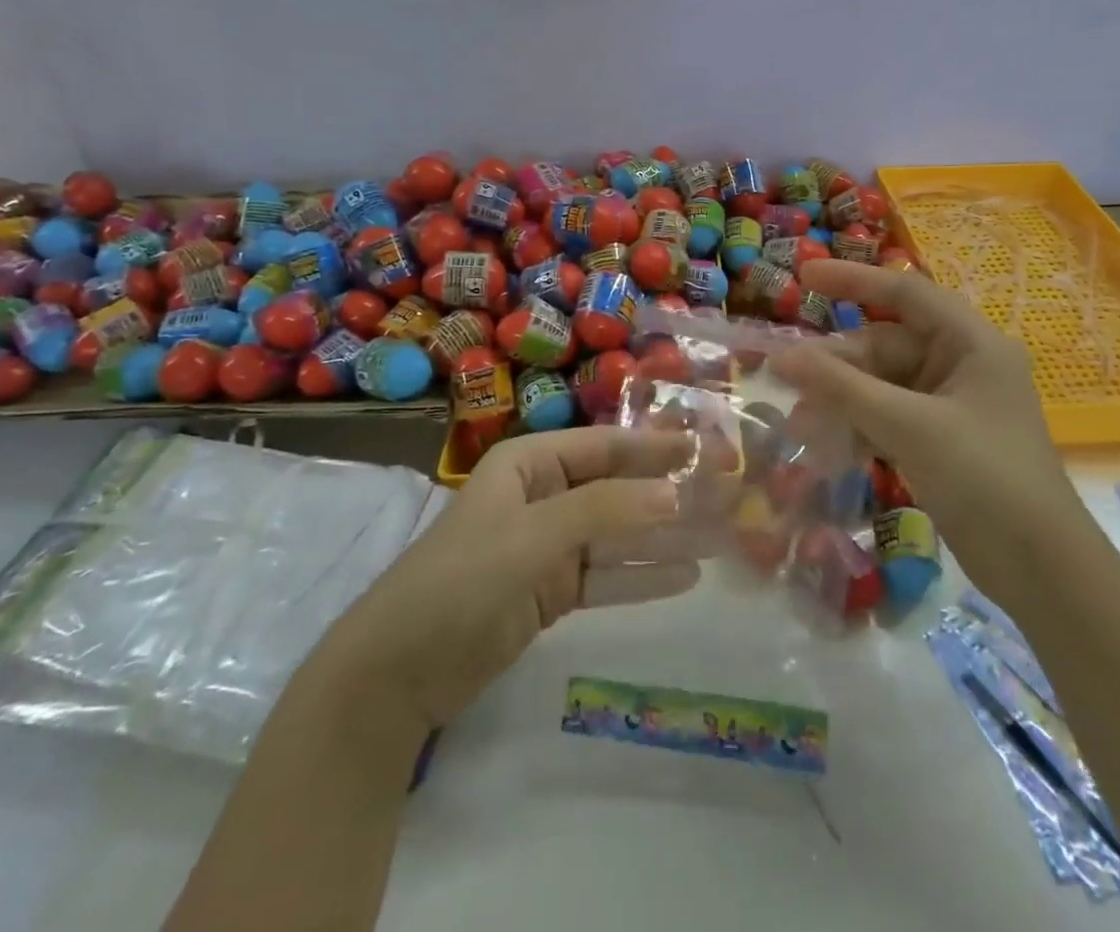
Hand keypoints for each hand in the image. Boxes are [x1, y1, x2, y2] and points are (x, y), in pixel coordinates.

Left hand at [322, 426, 700, 734]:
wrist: (395, 674)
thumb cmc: (461, 582)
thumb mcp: (532, 537)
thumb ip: (604, 511)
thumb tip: (673, 492)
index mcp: (528, 464)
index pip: (603, 446)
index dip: (653, 445)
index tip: (703, 447)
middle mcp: (541, 497)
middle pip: (615, 488)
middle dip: (666, 490)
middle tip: (724, 491)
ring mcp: (546, 547)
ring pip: (616, 534)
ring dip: (663, 536)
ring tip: (718, 535)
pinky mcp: (548, 593)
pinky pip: (605, 577)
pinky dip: (641, 576)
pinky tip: (685, 576)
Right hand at [773, 259, 1088, 595]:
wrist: (1041, 570)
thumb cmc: (984, 477)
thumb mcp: (909, 426)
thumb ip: (842, 388)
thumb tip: (781, 358)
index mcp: (971, 343)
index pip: (905, 294)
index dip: (853, 280)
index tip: (803, 274)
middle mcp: (960, 365)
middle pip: (885, 346)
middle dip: (837, 364)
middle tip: (788, 380)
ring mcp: (949, 405)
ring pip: (880, 385)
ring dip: (841, 400)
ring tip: (800, 423)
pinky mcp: (938, 440)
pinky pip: (886, 416)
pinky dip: (857, 426)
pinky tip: (826, 445)